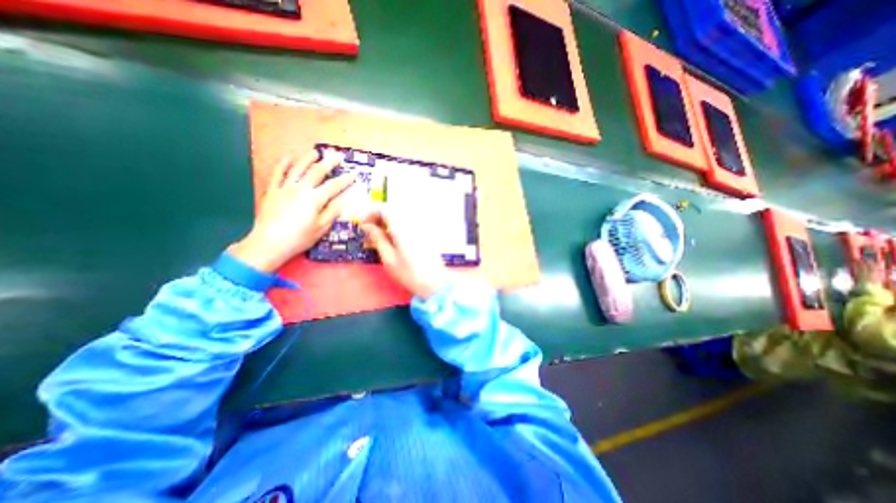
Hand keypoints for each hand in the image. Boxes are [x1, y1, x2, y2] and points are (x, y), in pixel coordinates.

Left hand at [228, 151, 355, 271]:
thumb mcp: (321, 228)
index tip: (353, 175)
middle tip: (336, 156)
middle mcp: (301, 189)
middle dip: (328, 163)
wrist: (269, 243)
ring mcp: (285, 188)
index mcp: (315, 199)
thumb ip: (332, 212)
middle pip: (316, 172)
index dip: (345, 180)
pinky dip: (283, 164)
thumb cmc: (299, 238)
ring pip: (297, 168)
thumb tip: (342, 200)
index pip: (333, 186)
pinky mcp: (272, 191)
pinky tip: (288, 157)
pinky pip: (277, 173)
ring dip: (307, 159)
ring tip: (315, 152)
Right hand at [361, 205, 446, 295]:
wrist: (435, 283)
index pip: (385, 209)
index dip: (371, 213)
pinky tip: (395, 238)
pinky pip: (410, 222)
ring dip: (390, 221)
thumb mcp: (388, 258)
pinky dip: (399, 225)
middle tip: (371, 231)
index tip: (364, 225)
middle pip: (394, 210)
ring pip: (402, 215)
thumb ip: (377, 238)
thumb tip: (366, 226)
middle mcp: (413, 221)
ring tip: (382, 236)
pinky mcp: (427, 232)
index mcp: (402, 226)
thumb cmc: (409, 273)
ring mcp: (422, 226)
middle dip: (380, 217)